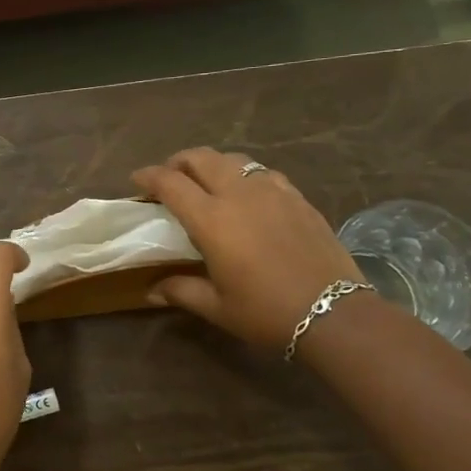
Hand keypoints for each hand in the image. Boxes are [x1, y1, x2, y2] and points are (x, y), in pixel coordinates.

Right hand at [132, 147, 363, 354]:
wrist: (334, 312)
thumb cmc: (266, 312)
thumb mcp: (217, 306)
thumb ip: (181, 291)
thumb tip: (152, 291)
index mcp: (211, 218)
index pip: (171, 183)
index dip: (149, 176)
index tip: (136, 180)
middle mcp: (239, 194)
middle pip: (201, 158)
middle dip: (178, 162)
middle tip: (169, 178)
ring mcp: (272, 191)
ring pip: (234, 159)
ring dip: (212, 164)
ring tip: (206, 182)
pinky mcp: (297, 197)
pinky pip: (263, 172)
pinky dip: (244, 174)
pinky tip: (248, 194)